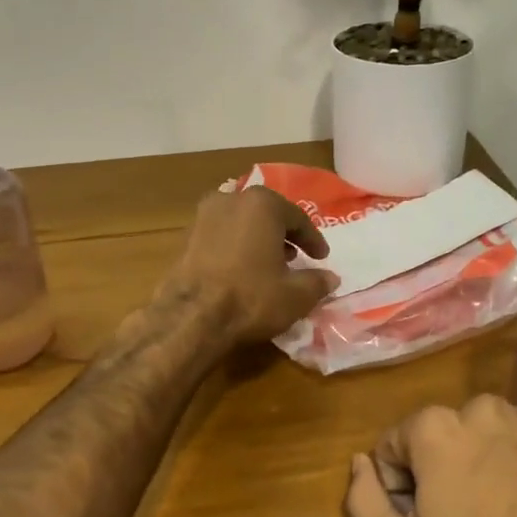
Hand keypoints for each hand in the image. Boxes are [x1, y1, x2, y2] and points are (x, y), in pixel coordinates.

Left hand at [159, 186, 338, 344]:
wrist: (190, 317)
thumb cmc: (250, 298)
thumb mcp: (296, 295)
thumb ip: (317, 282)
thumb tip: (331, 278)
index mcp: (262, 204)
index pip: (297, 218)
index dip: (313, 240)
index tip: (322, 258)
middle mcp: (231, 200)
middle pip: (266, 215)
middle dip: (283, 235)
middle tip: (297, 257)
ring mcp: (203, 216)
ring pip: (241, 223)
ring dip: (258, 240)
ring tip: (269, 265)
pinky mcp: (185, 237)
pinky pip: (221, 236)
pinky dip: (235, 248)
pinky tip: (241, 271)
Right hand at [344, 396, 516, 516]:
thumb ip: (361, 501)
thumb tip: (361, 463)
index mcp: (436, 427)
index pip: (394, 447)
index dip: (399, 487)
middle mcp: (481, 407)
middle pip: (438, 437)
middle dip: (438, 469)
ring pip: (481, 434)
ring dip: (478, 461)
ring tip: (495, 510)